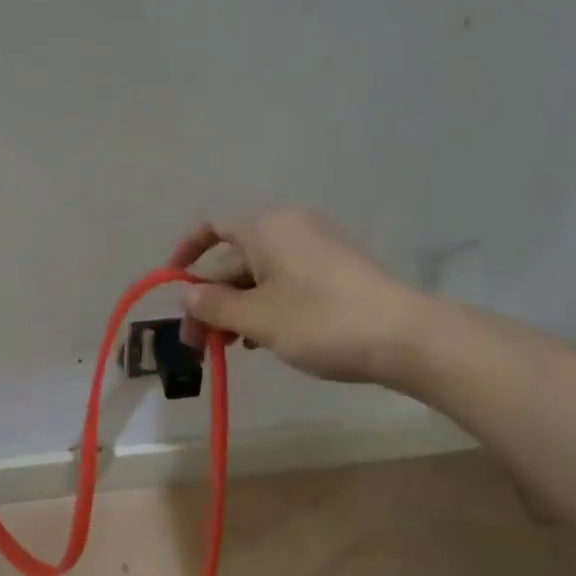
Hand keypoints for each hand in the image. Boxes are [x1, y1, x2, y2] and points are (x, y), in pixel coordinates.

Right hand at [168, 208, 428, 383]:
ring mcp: (316, 248)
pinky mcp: (335, 270)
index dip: (185, 253)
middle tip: (198, 343)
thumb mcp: (256, 317)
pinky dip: (265, 306)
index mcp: (266, 228)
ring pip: (259, 275)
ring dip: (235, 308)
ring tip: (226, 349)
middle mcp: (289, 228)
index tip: (173, 287)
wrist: (403, 337)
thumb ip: (213, 304)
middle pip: (234, 259)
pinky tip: (260, 341)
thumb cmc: (319, 321)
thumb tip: (185, 292)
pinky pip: (285, 282)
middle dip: (210, 299)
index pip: (212, 227)